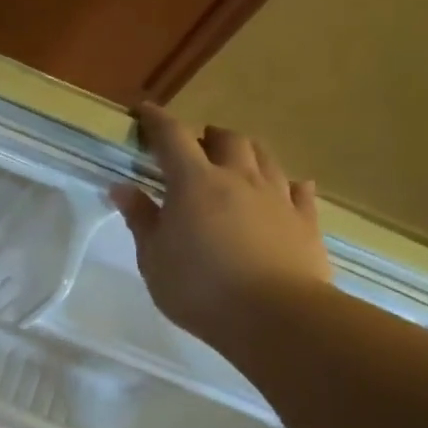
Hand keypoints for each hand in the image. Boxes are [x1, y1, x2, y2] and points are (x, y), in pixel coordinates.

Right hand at [110, 105, 331, 341]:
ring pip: (264, 157)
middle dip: (207, 137)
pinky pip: (298, 189)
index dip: (156, 120)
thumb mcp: (153, 258)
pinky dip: (285, 184)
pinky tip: (284, 191)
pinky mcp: (306, 220)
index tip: (144, 110)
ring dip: (245, 153)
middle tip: (194, 149)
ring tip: (234, 165)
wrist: (275, 316)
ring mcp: (278, 197)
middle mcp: (239, 178)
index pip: (172, 137)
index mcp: (194, 183)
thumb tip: (121, 187)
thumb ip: (141, 219)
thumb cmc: (199, 288)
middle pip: (227, 138)